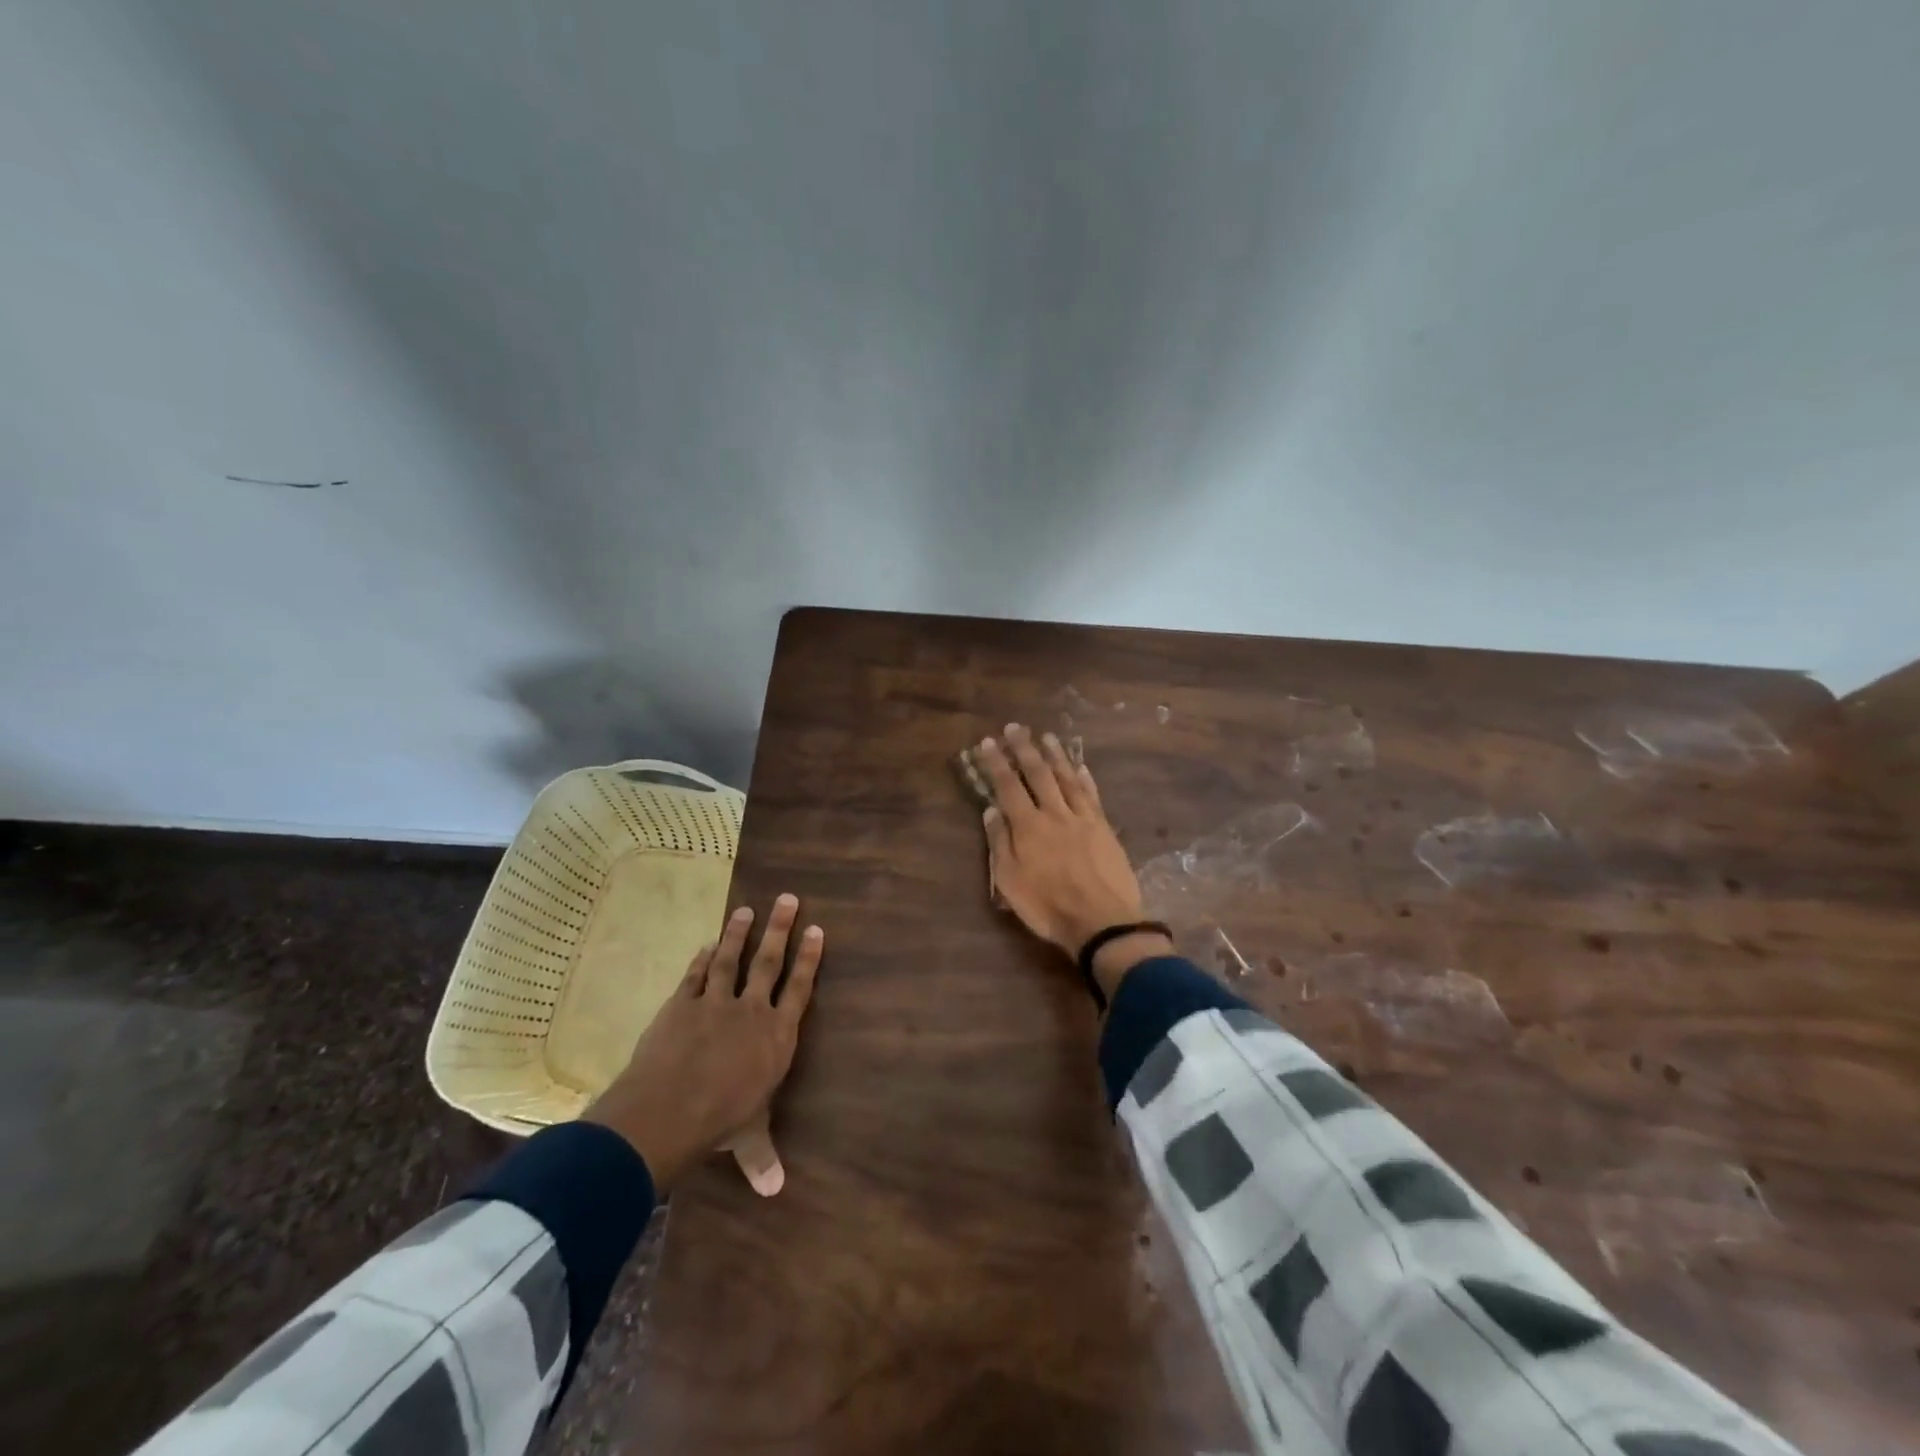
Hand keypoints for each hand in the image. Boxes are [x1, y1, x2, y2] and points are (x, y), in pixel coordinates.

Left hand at [584, 894, 822, 1195]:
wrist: (669, 1109)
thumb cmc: (720, 1121)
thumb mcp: (748, 1137)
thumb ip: (762, 1156)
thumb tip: (777, 1191)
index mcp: (776, 1036)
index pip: (799, 989)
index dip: (809, 958)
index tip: (817, 930)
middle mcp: (751, 1011)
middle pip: (769, 962)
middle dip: (779, 929)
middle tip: (787, 898)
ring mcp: (715, 1003)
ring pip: (732, 959)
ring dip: (739, 933)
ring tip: (746, 909)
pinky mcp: (682, 1004)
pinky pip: (696, 976)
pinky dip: (702, 959)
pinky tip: (707, 945)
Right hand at [974, 724, 1168, 992]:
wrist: (1102, 921)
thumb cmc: (1048, 907)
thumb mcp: (1010, 882)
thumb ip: (1000, 843)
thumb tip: (991, 810)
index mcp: (1028, 826)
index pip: (1008, 786)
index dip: (996, 763)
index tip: (987, 742)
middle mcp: (1054, 813)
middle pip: (1038, 774)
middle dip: (1024, 749)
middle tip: (1015, 727)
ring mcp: (1082, 818)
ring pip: (1067, 778)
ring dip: (1055, 756)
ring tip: (1047, 737)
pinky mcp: (1104, 827)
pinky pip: (1092, 795)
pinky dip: (1085, 778)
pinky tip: (1081, 766)